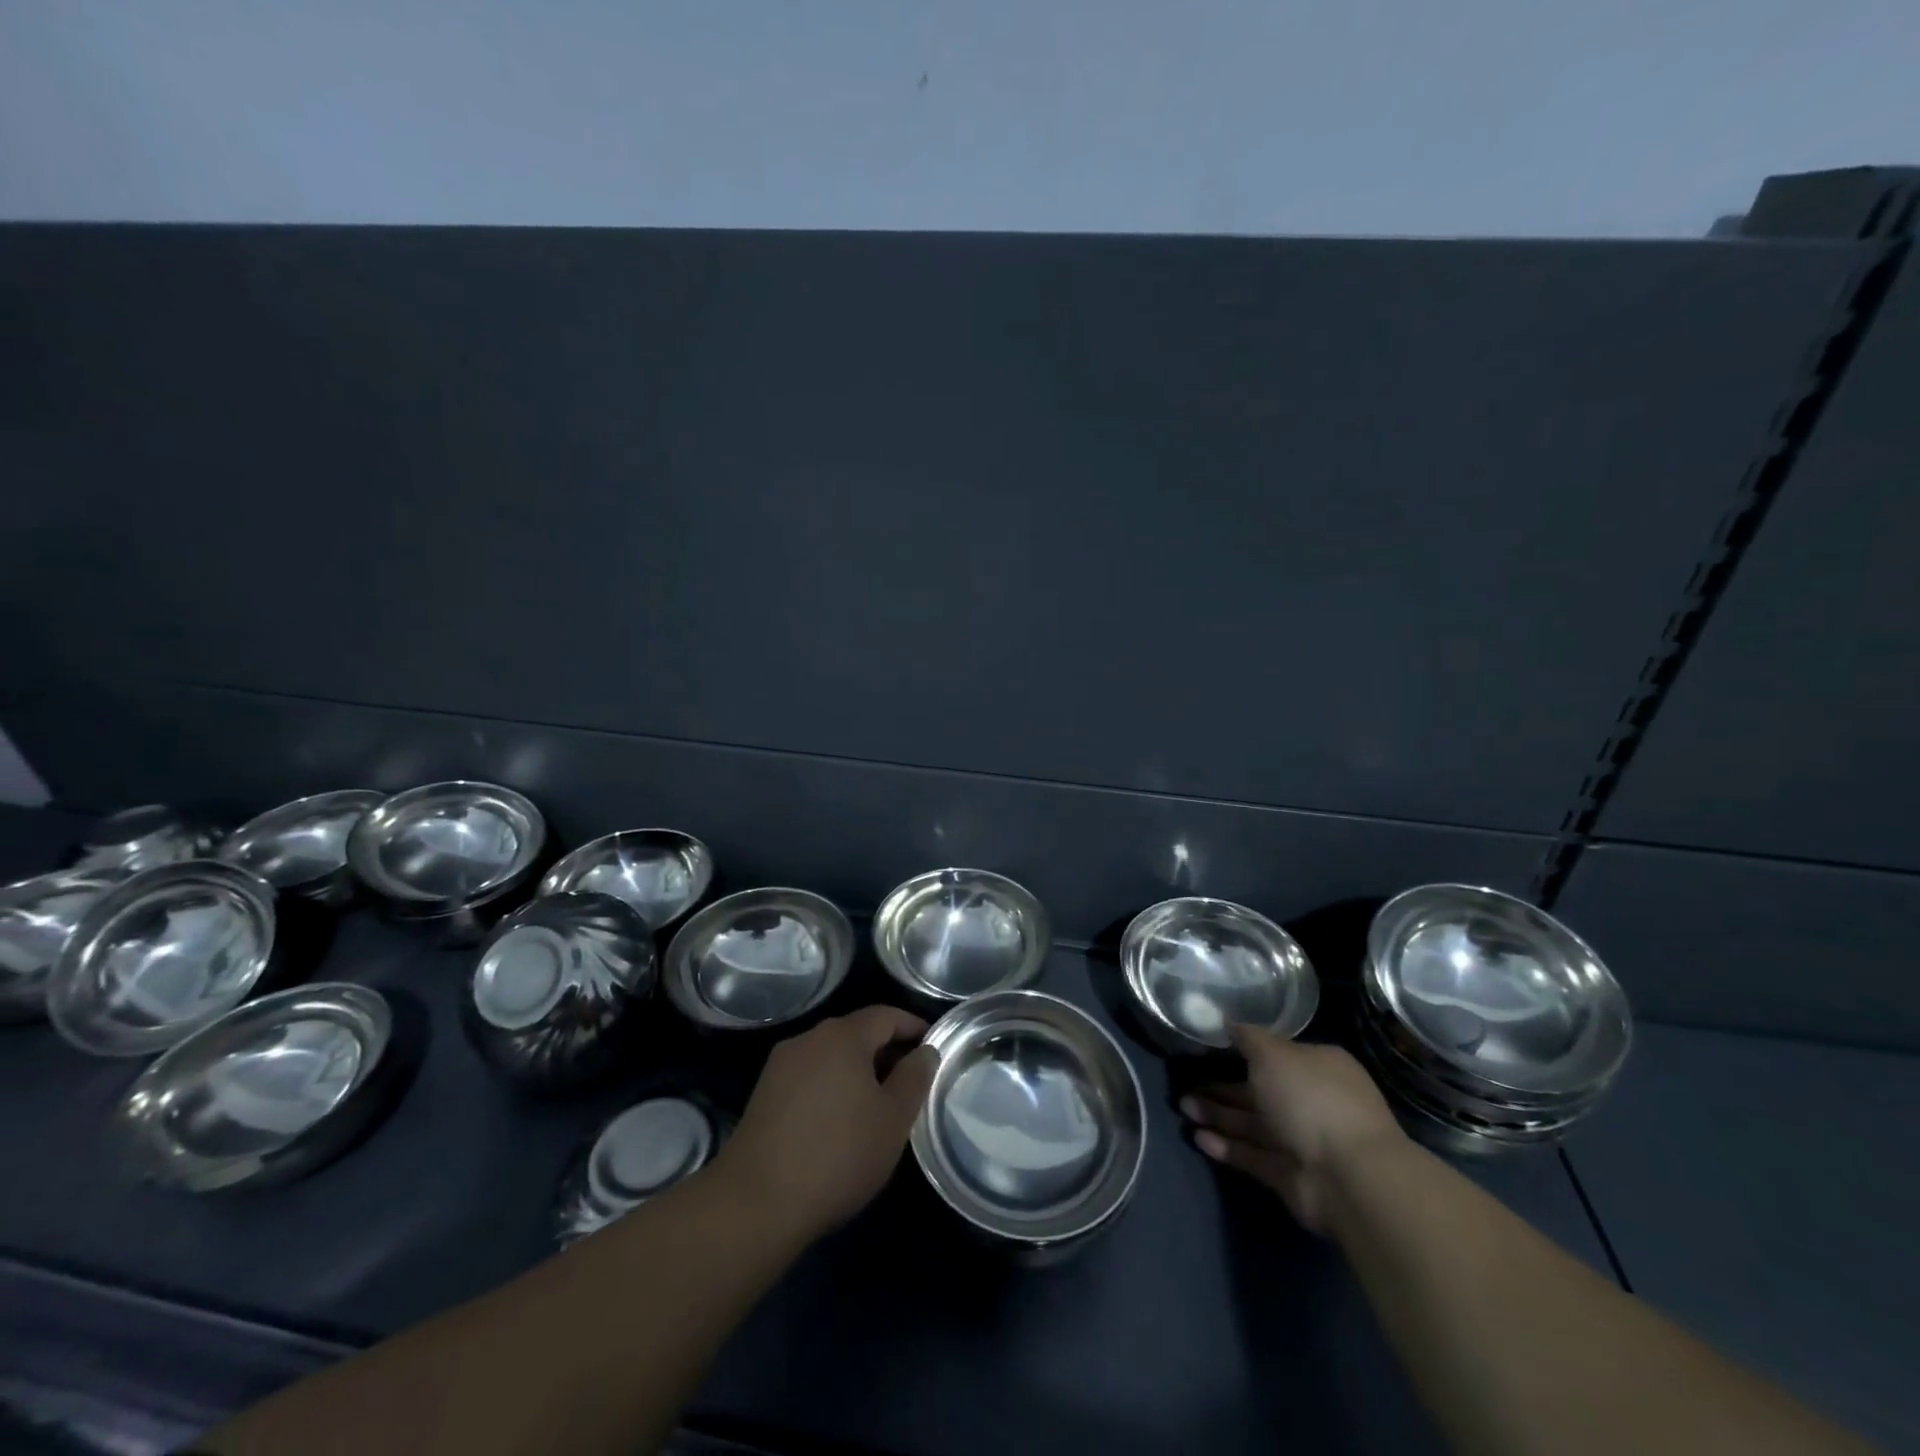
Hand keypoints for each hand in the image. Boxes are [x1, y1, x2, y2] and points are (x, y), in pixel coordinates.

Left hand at [712, 1005, 938, 1244]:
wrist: (756, 1203)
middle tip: (910, 1080)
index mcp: (843, 1036)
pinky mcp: (764, 1093)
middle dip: (886, 1050)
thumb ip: (914, 1078)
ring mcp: (782, 1064)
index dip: (913, 1027)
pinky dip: (832, 1085)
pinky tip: (839, 1119)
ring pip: (831, 1055)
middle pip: (856, 1032)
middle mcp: (810, 1038)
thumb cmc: (838, 1155)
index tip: (934, 1047)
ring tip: (877, 1103)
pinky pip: (810, 1075)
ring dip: (857, 1070)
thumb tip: (926, 1051)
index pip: (886, 1015)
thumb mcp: (893, 1119)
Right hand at [1180, 1024, 1405, 1234]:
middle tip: (1185, 1083)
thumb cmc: (1310, 1098)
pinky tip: (1197, 1137)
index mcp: (1317, 1067)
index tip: (1210, 1048)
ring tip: (1182, 1107)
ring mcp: (1302, 1140)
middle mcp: (1312, 1100)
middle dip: (1222, 1088)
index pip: (1276, 1055)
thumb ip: (1248, 1038)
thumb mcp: (1273, 1054)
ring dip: (1218, 1116)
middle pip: (1259, 1091)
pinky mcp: (1290, 1175)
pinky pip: (1253, 1155)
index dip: (1244, 1051)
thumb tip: (1229, 1022)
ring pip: (1253, 1124)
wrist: (1348, 1176)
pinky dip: (1227, 1147)